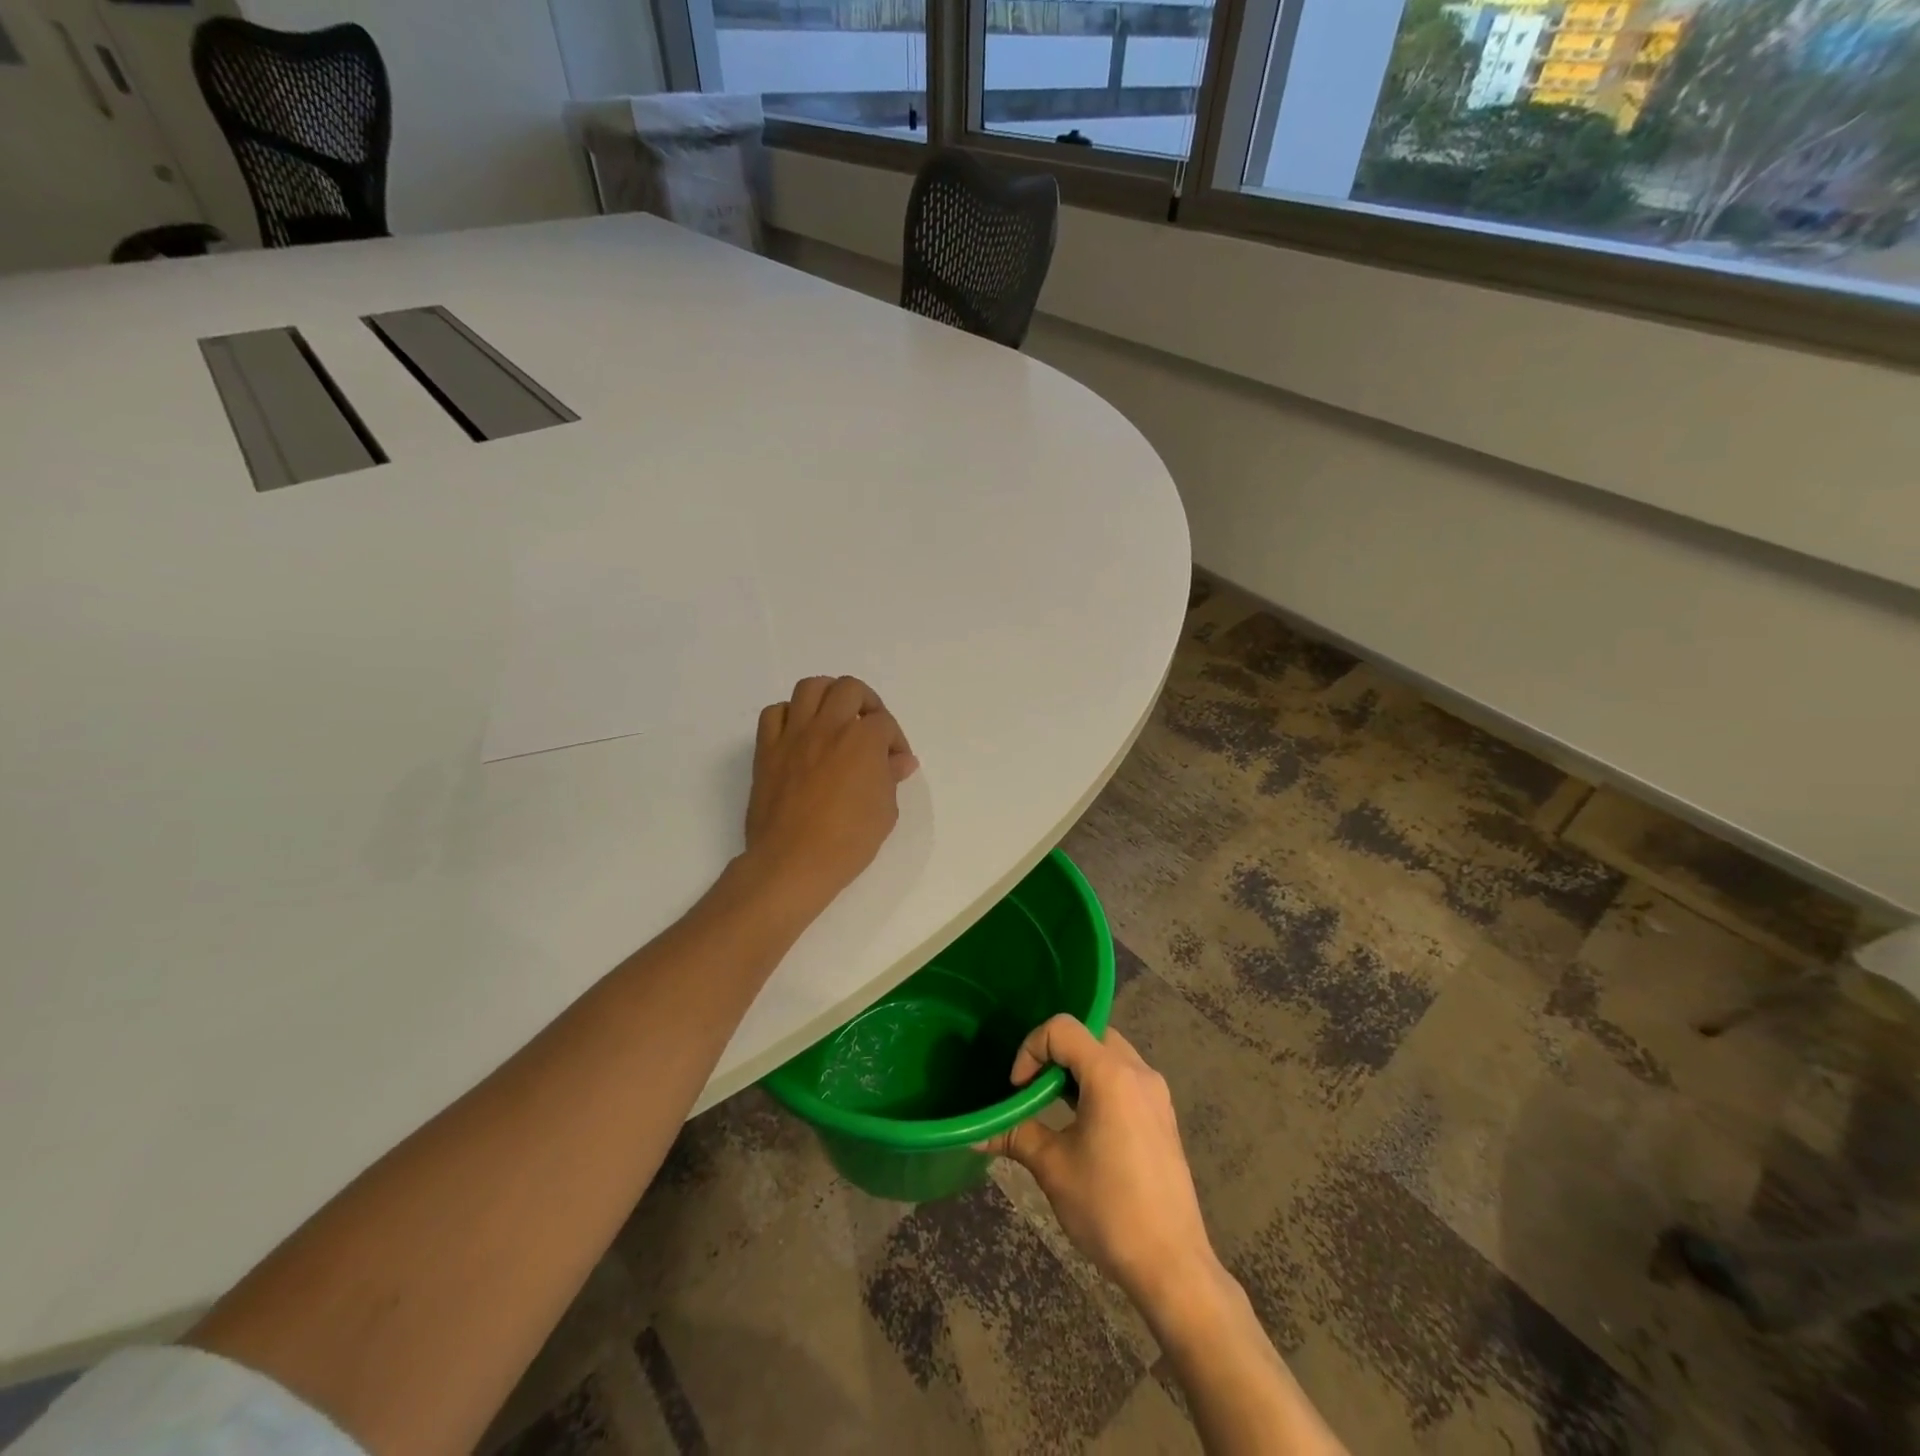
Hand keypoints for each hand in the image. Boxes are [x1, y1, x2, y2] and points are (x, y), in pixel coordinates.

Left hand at [743, 676, 917, 912]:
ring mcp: (794, 735)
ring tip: (835, 717)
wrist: (793, 862)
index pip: (885, 724)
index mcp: (863, 740)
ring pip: (810, 687)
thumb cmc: (848, 842)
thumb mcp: (885, 812)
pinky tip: (799, 733)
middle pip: (849, 688)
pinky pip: (774, 713)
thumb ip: (891, 778)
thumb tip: (899, 761)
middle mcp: (828, 726)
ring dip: (828, 696)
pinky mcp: (767, 749)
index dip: (895, 741)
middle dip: (866, 703)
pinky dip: (789, 715)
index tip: (895, 763)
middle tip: (870, 727)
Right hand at [982, 1015, 1219, 1314]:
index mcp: (1112, 1074)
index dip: (1031, 1049)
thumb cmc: (1109, 1209)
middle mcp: (1138, 1072)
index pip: (1062, 1029)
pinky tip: (1082, 1121)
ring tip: (1052, 1104)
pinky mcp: (1162, 1115)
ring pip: (1108, 1053)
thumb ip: (1016, 1135)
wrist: (1172, 1265)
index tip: (1017, 1089)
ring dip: (1076, 1067)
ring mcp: (1155, 1093)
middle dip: (1053, 1053)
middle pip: (1088, 1034)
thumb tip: (976, 1132)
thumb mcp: (1053, 1168)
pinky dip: (1097, 1083)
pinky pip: (1124, 1077)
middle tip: (1032, 1088)